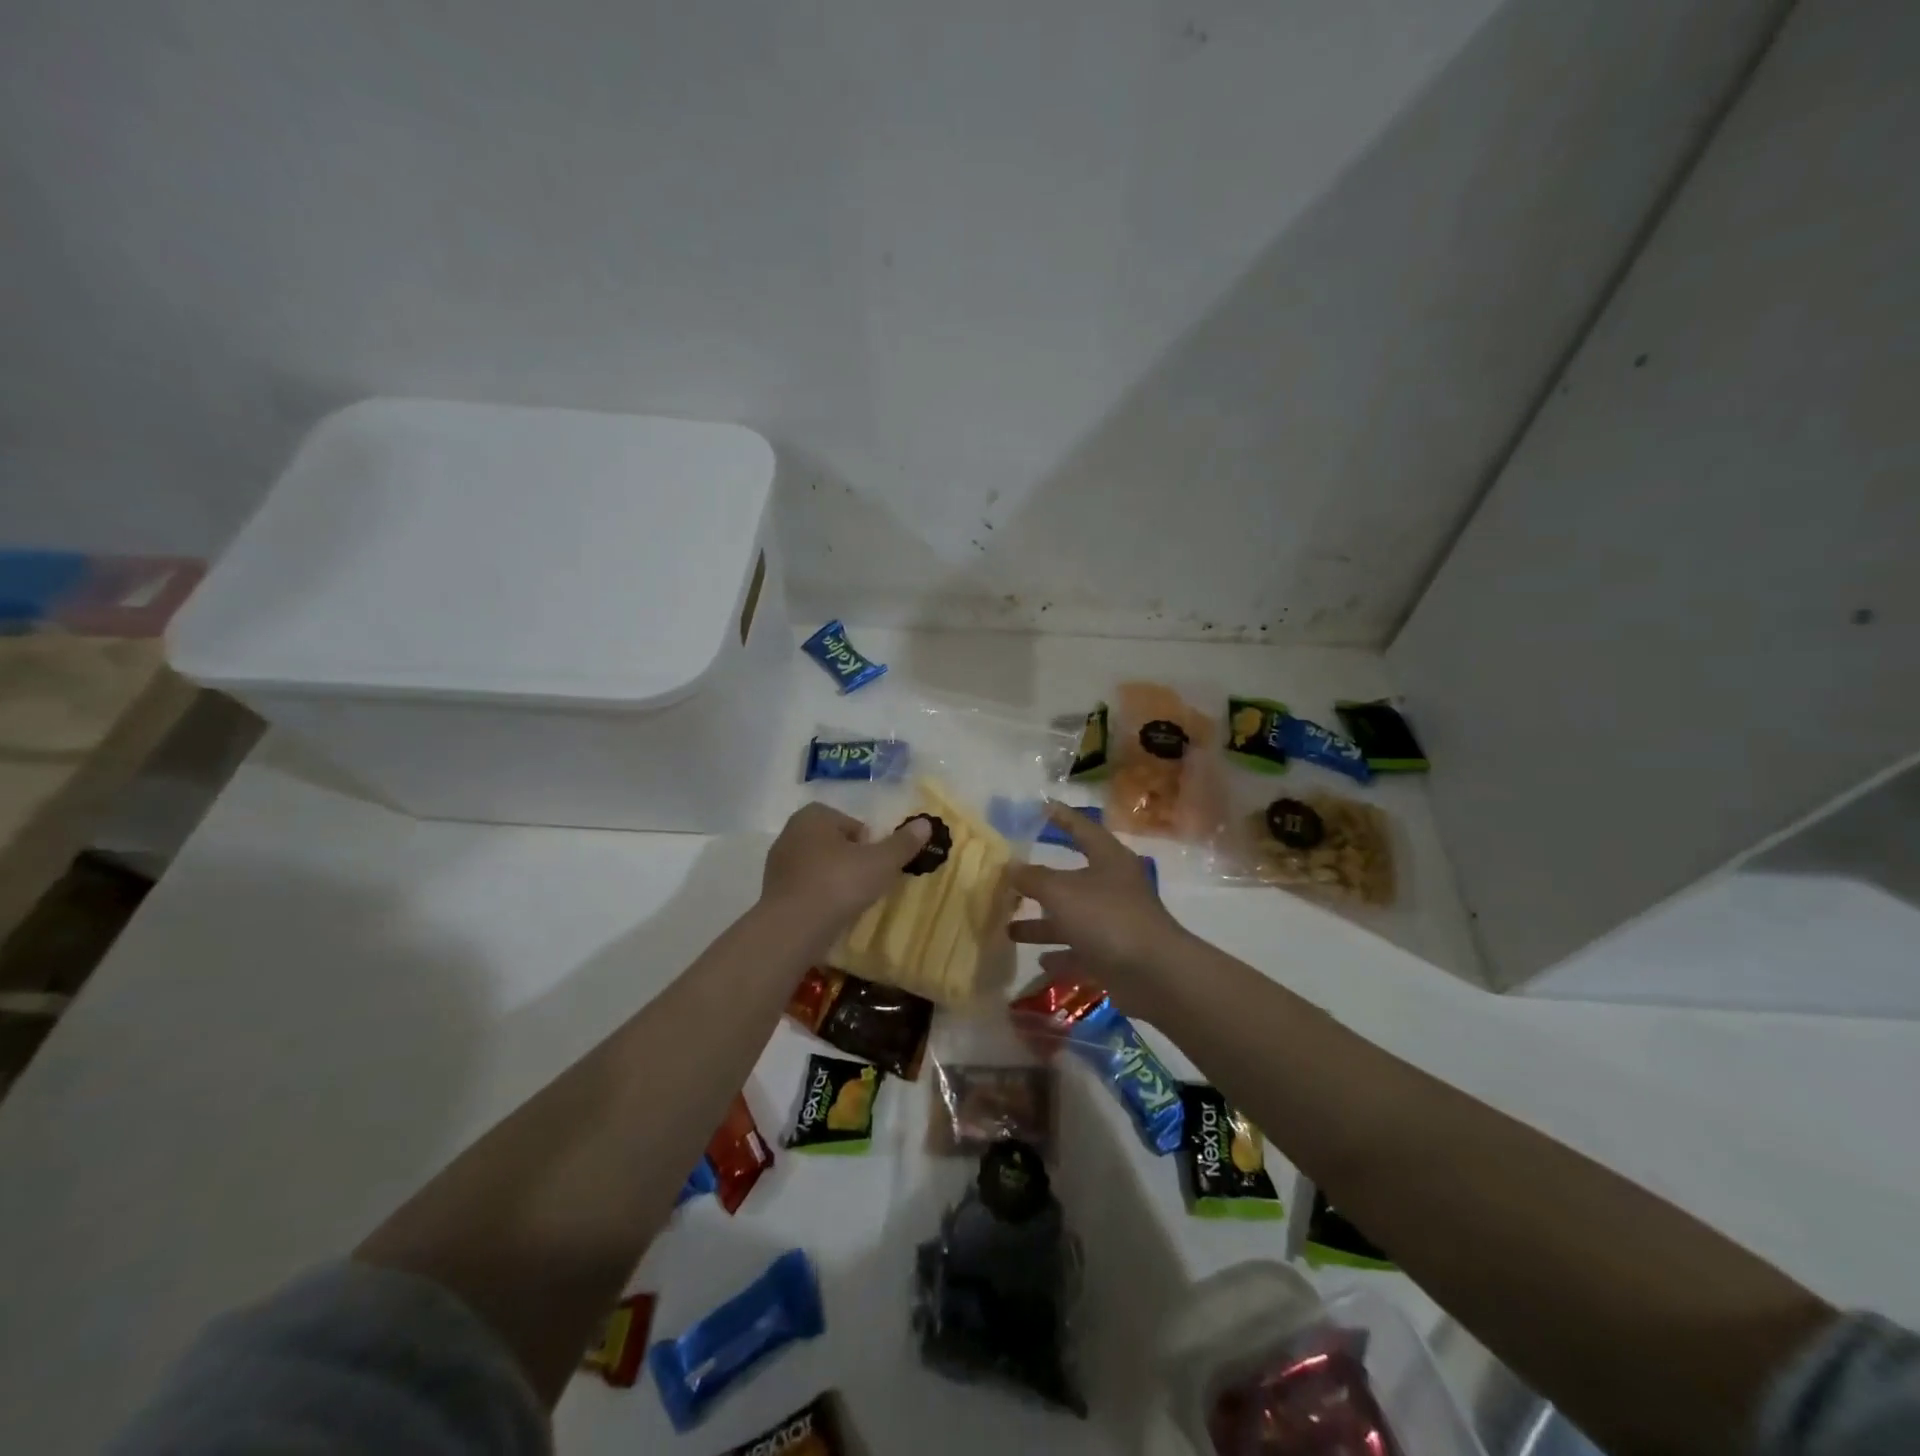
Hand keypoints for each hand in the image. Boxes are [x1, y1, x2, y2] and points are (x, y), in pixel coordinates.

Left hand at [760, 803, 930, 942]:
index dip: (869, 843)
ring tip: (851, 901)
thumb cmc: (839, 884)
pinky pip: (805, 887)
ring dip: (835, 879)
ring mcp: (778, 863)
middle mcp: (791, 832)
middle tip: (868, 882)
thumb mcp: (881, 862)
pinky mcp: (772, 891)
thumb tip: (926, 823)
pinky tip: (831, 914)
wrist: (792, 928)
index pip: (851, 823)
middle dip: (851, 859)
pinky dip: (819, 896)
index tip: (877, 864)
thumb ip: (903, 843)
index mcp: (813, 816)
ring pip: (818, 866)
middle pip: (834, 843)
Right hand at [1009, 802, 1187, 1006]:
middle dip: (1040, 881)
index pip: (1081, 828)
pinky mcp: (1114, 955)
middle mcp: (1113, 886)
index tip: (1040, 806)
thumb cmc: (1107, 918)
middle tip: (1010, 878)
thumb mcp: (1062, 892)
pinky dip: (1061, 954)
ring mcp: (1115, 922)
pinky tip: (1039, 960)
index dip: (1061, 817)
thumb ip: (1033, 878)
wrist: (1154, 974)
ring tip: (1009, 927)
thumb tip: (1011, 866)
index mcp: (1108, 858)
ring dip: (1043, 923)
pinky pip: (1081, 951)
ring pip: (1072, 917)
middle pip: (1071, 878)